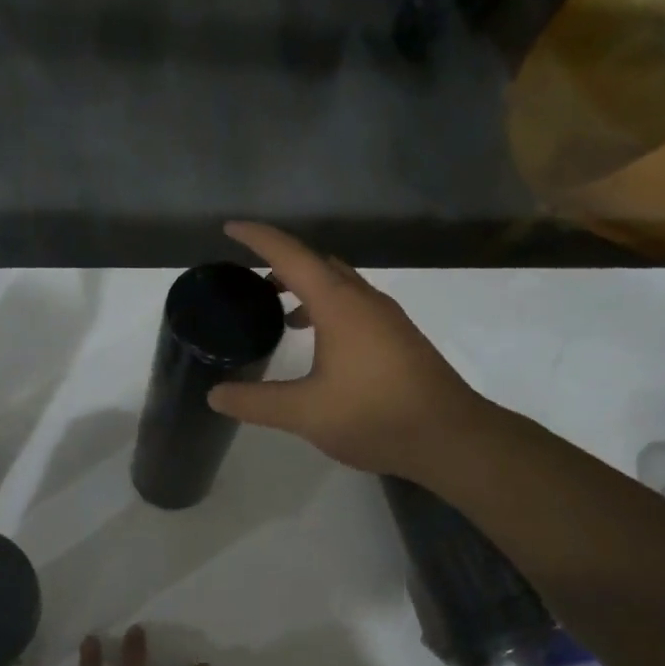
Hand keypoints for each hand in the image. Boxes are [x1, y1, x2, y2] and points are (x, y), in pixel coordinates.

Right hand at [206, 222, 486, 479]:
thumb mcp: (305, 412)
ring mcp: (388, 319)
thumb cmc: (374, 415)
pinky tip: (321, 347)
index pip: (291, 256)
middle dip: (283, 265)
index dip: (258, 239)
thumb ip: (256, 402)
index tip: (231, 228)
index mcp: (339, 305)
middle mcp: (366, 301)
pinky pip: (356, 308)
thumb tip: (215, 395)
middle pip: (319, 265)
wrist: (449, 436)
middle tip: (252, 281)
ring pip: (341, 287)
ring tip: (281, 313)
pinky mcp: (400, 340)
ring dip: (308, 290)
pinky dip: (329, 311)